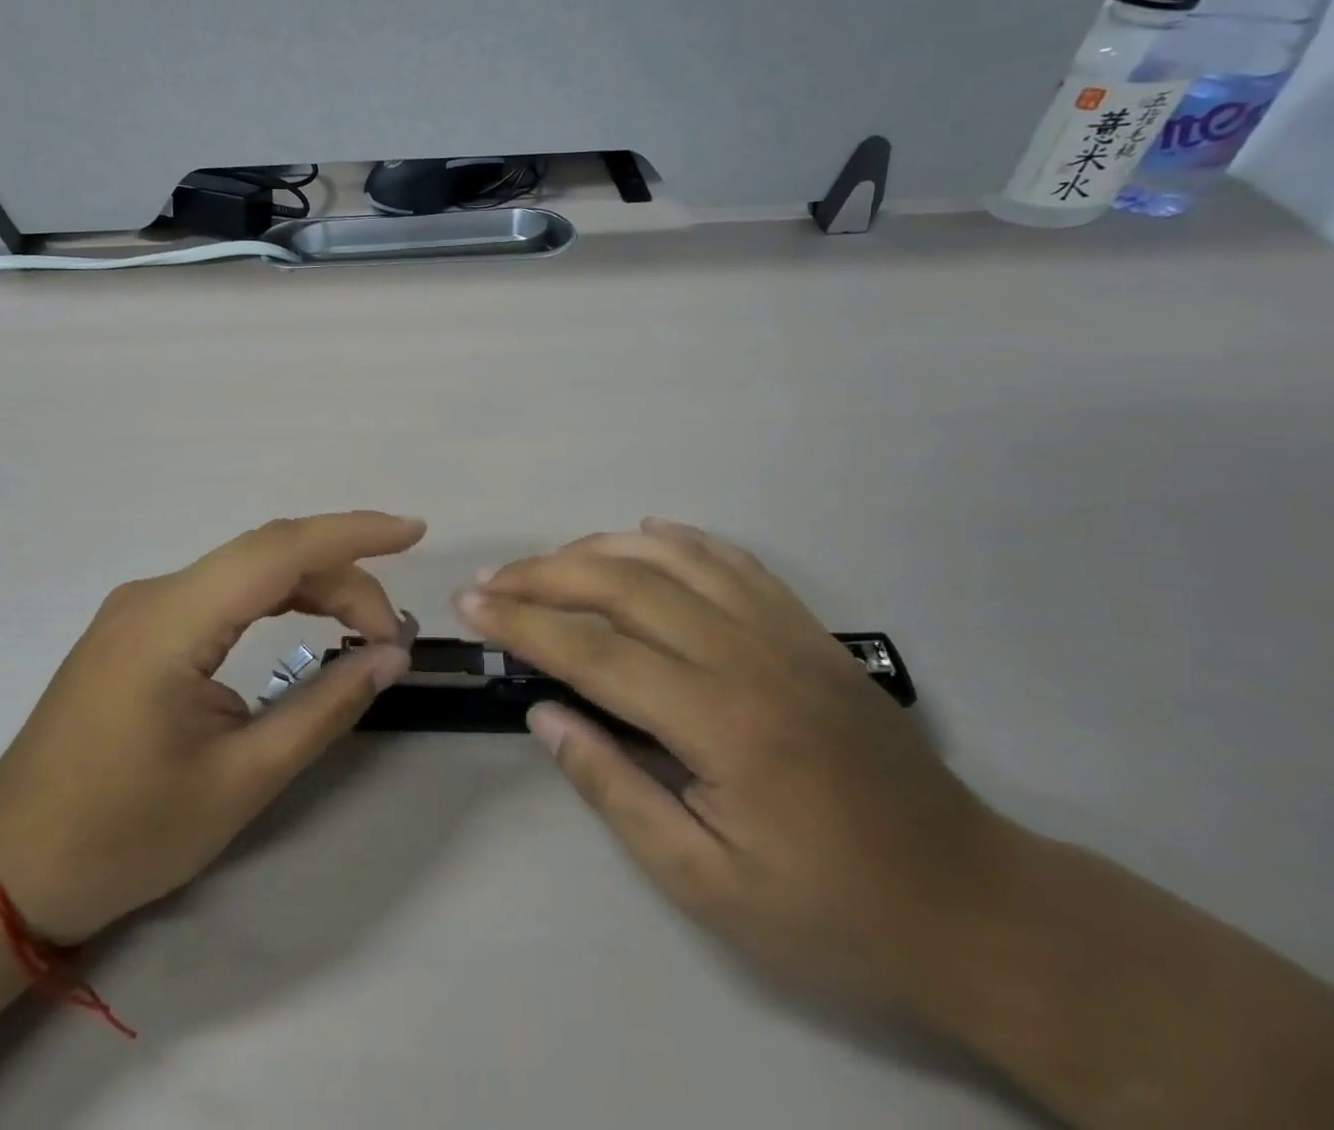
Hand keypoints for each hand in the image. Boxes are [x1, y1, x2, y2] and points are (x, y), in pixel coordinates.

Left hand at [0, 512, 424, 942]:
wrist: (11, 868)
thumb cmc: (123, 835)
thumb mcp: (240, 782)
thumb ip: (322, 709)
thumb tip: (390, 656)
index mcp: (170, 623)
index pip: (278, 551)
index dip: (353, 533)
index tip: (414, 531)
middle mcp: (155, 594)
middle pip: (267, 556)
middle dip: (343, 579)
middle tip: (390, 636)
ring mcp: (141, 605)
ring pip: (246, 569)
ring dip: (313, 586)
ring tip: (365, 629)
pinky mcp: (139, 625)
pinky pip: (222, 591)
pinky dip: (276, 597)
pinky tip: (307, 620)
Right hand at [457, 518, 1021, 1011]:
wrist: (971, 904)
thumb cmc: (830, 911)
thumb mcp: (708, 884)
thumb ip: (615, 789)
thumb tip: (543, 713)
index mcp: (720, 722)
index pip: (594, 651)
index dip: (523, 624)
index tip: (471, 606)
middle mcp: (748, 655)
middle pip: (626, 584)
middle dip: (546, 575)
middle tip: (493, 580)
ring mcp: (785, 633)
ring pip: (674, 557)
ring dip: (601, 547)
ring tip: (551, 560)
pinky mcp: (809, 629)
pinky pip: (733, 560)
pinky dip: (679, 537)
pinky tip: (644, 532)